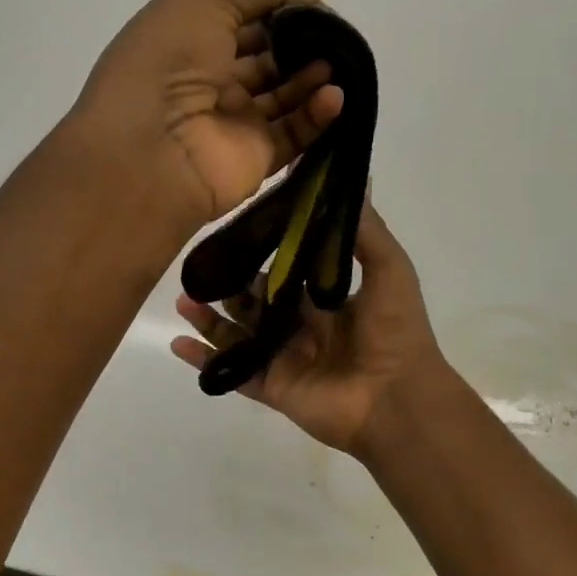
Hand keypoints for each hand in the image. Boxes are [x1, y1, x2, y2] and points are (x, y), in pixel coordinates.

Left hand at [70, 0, 345, 232]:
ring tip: (338, 63)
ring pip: (286, 94)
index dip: (280, 5)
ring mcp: (235, 121)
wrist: (149, 151)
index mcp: (190, 38)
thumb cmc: (169, 61)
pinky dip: (319, 114)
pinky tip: (334, 97)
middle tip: (336, 34)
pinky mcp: (256, 159)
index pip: (244, 16)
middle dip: (304, 41)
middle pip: (269, 56)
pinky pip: (295, 133)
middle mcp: (212, 80)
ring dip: (314, 75)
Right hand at [169, 204, 449, 455]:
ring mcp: (283, 359)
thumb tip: (353, 176)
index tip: (232, 230)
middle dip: (226, 285)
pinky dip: (204, 360)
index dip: (259, 254)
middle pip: (253, 303)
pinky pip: (231, 372)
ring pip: (236, 335)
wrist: (398, 399)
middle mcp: (300, 328)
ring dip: (208, 318)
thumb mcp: (389, 269)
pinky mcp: (271, 387)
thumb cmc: (395, 331)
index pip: (284, 272)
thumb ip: (365, 230)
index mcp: (325, 301)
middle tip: (196, 266)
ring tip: (183, 299)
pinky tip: (178, 343)